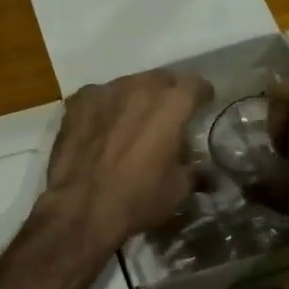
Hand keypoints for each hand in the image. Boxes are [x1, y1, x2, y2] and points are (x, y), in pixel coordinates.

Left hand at [46, 70, 213, 251]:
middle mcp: (140, 87)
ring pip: (129, 85)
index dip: (202, 96)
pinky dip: (106, 107)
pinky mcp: (79, 102)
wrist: (81, 208)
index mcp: (172, 103)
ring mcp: (106, 90)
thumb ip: (195, 172)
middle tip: (168, 117)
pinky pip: (100, 96)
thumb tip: (209, 174)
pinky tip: (103, 126)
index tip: (202, 107)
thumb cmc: (138, 198)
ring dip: (136, 98)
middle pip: (161, 80)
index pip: (196, 85)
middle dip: (168, 94)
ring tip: (133, 121)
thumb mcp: (177, 190)